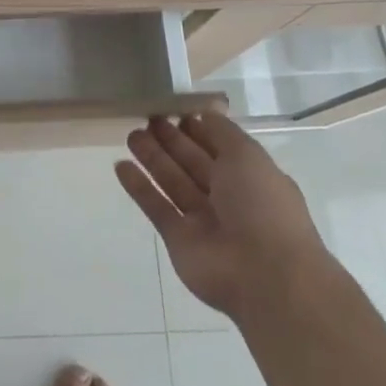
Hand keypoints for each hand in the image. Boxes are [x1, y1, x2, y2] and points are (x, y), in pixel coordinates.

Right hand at [116, 114, 329, 317]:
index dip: (197, 129)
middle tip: (145, 118)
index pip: (219, 146)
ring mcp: (202, 219)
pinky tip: (121, 166)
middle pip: (192, 162)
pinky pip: (156, 207)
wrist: (265, 275)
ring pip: (172, 182)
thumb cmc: (262, 206)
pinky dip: (139, 187)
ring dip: (152, 159)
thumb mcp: (248, 156)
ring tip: (130, 135)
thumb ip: (222, 133)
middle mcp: (227, 196)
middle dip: (171, 140)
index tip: (173, 110)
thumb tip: (203, 113)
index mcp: (250, 176)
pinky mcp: (178, 238)